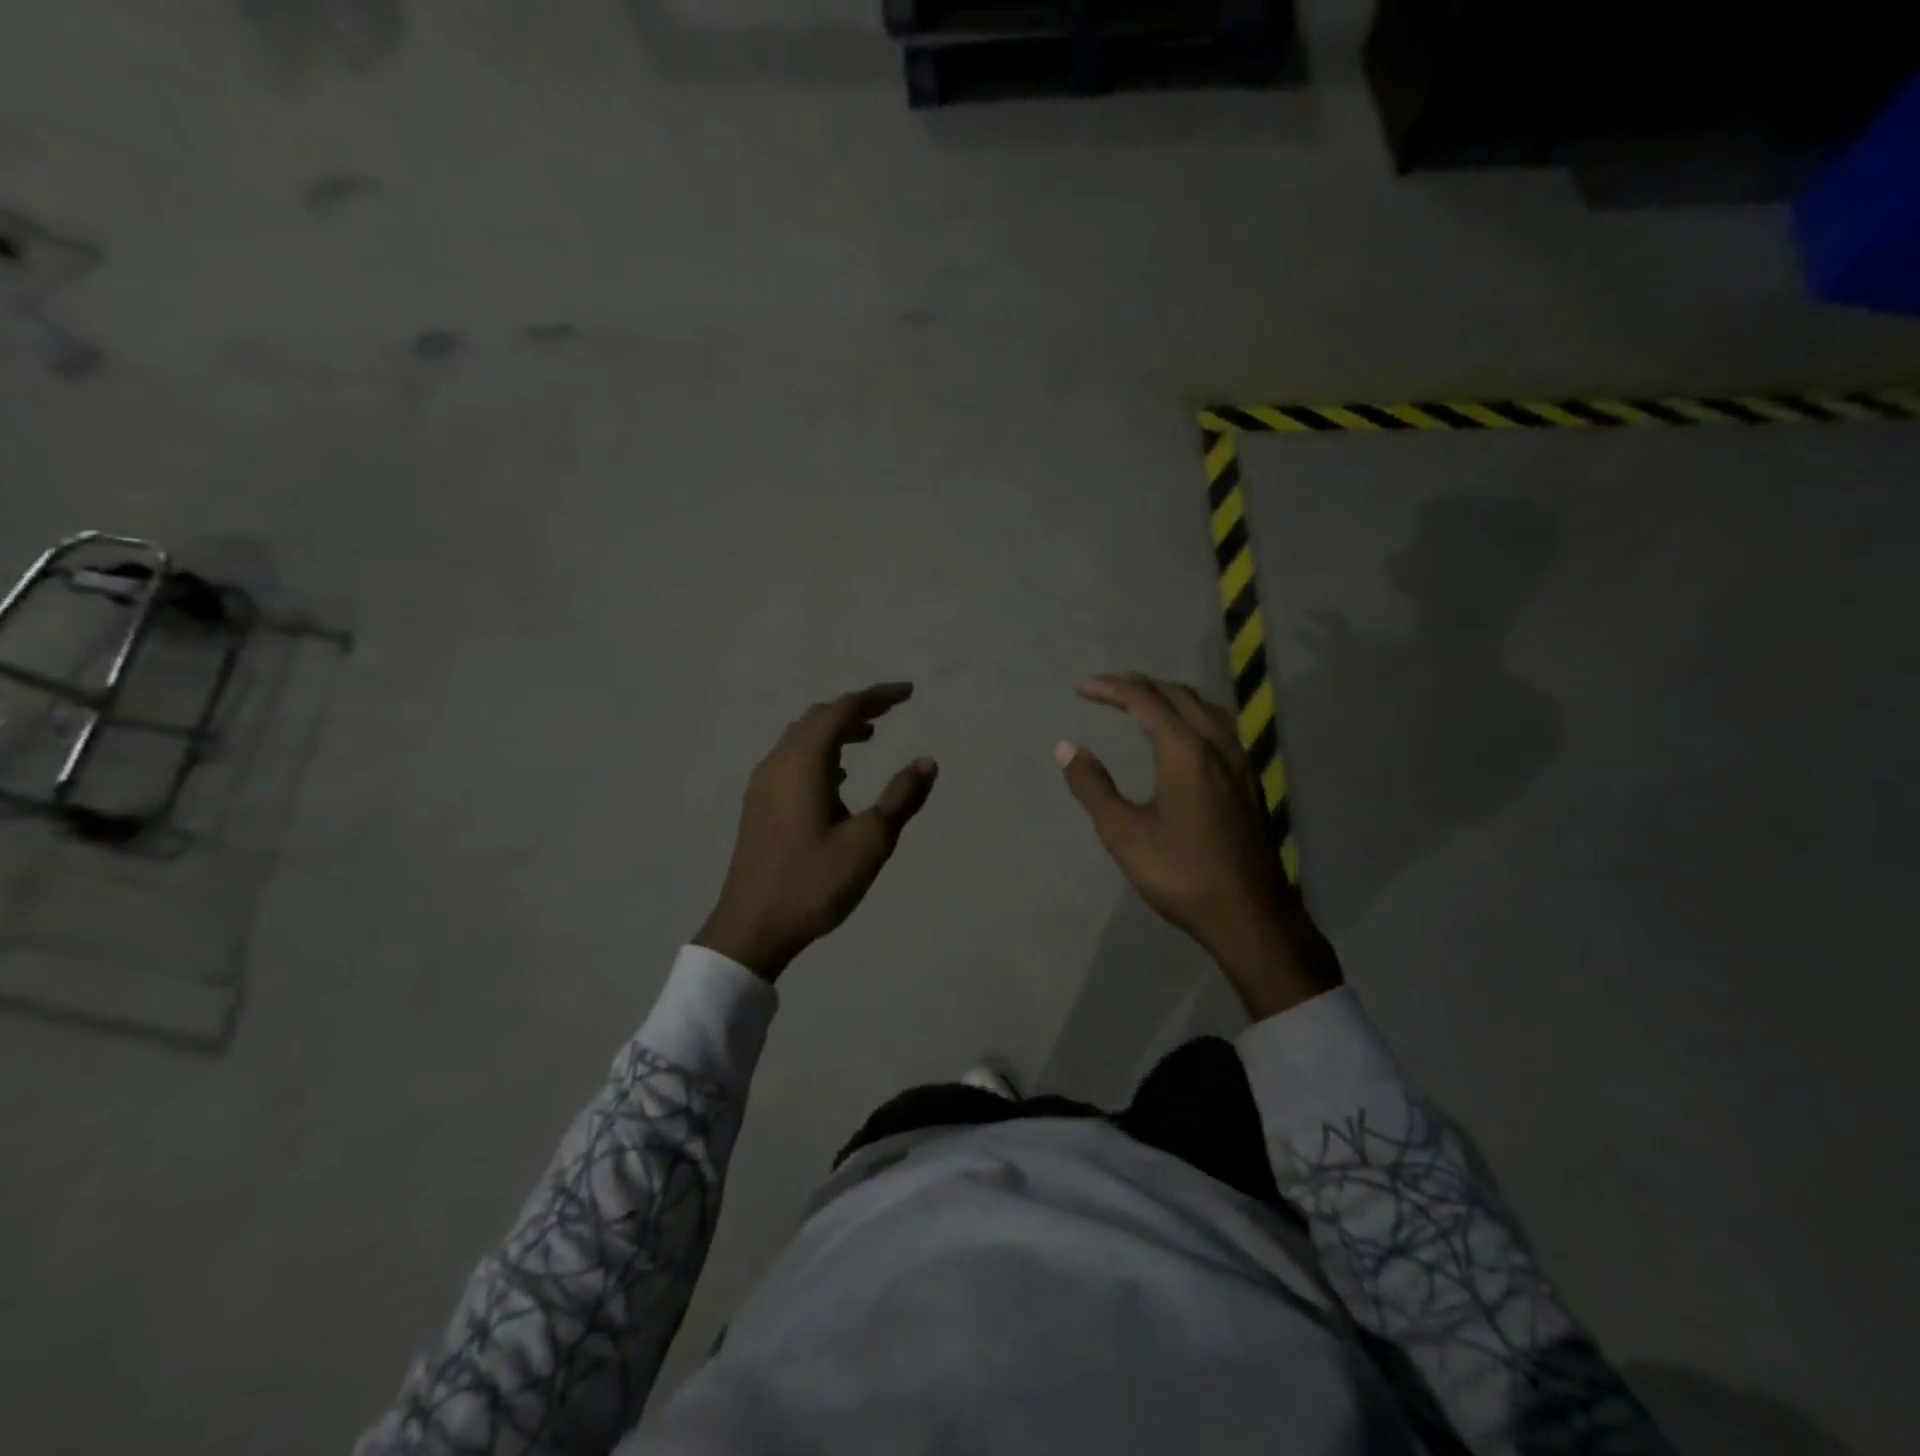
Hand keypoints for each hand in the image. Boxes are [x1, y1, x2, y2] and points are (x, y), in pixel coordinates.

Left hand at [697, 682, 936, 981]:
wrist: (752, 927)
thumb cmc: (813, 883)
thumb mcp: (869, 842)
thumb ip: (900, 798)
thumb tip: (927, 762)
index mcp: (804, 764)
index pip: (842, 711)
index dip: (877, 697)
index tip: (908, 693)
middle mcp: (778, 763)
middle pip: (818, 718)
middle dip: (856, 709)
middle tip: (890, 711)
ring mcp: (763, 783)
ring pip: (801, 738)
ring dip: (835, 730)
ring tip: (869, 737)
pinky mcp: (759, 804)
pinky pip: (792, 758)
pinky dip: (819, 752)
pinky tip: (838, 778)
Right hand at [1056, 672, 1340, 1018]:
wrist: (1248, 916)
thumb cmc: (1181, 874)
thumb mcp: (1124, 834)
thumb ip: (1094, 786)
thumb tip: (1067, 747)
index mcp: (1186, 753)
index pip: (1146, 701)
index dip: (1112, 689)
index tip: (1081, 689)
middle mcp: (1218, 747)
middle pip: (1179, 696)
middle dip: (1141, 685)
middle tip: (1107, 688)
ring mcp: (1240, 764)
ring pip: (1206, 708)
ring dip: (1171, 695)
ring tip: (1145, 700)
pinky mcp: (1249, 783)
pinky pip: (1220, 727)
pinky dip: (1194, 713)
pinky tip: (1187, 734)